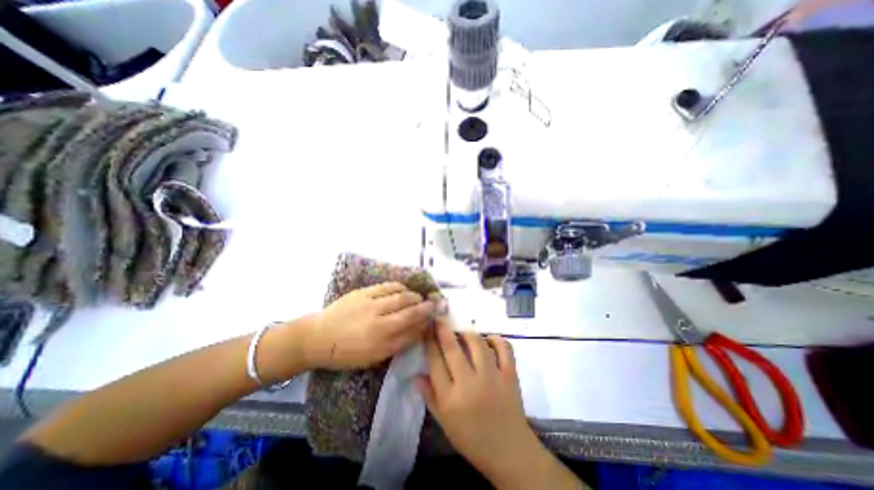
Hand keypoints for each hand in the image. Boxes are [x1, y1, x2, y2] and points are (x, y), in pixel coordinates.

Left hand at [304, 281, 437, 368]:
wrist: (318, 337)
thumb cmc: (347, 353)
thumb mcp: (374, 357)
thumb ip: (399, 343)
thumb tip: (419, 330)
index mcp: (381, 341)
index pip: (411, 329)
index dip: (425, 322)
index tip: (432, 319)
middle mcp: (379, 321)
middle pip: (409, 311)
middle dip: (424, 307)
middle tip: (431, 305)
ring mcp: (371, 304)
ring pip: (401, 296)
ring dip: (414, 296)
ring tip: (418, 297)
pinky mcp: (363, 292)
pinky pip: (387, 286)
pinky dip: (399, 287)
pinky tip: (404, 289)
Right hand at [414, 321, 578, 489]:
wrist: (509, 452)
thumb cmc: (472, 439)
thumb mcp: (445, 422)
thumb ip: (430, 397)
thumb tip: (416, 374)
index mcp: (451, 398)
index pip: (435, 362)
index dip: (429, 342)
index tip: (426, 329)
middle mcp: (469, 384)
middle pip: (453, 349)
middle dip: (443, 330)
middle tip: (439, 319)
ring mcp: (492, 377)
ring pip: (477, 344)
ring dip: (468, 334)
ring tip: (463, 333)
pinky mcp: (510, 375)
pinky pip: (504, 349)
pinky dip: (497, 339)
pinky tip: (490, 338)